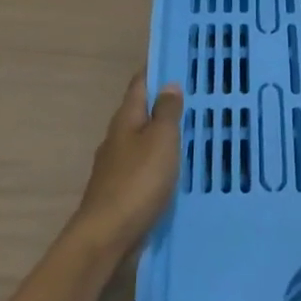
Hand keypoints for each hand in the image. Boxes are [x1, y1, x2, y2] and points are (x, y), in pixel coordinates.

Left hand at [69, 73, 183, 259]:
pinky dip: (159, 164)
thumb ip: (166, 112)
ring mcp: (115, 167)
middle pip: (140, 113)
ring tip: (191, 134)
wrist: (106, 238)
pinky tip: (175, 171)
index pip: (139, 84)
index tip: (176, 63)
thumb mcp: (161, 140)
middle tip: (194, 99)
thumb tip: (168, 84)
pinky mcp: (120, 193)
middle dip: (162, 106)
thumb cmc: (137, 181)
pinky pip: (144, 169)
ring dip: (162, 137)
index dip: (155, 71)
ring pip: (142, 142)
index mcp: (125, 119)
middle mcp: (117, 138)